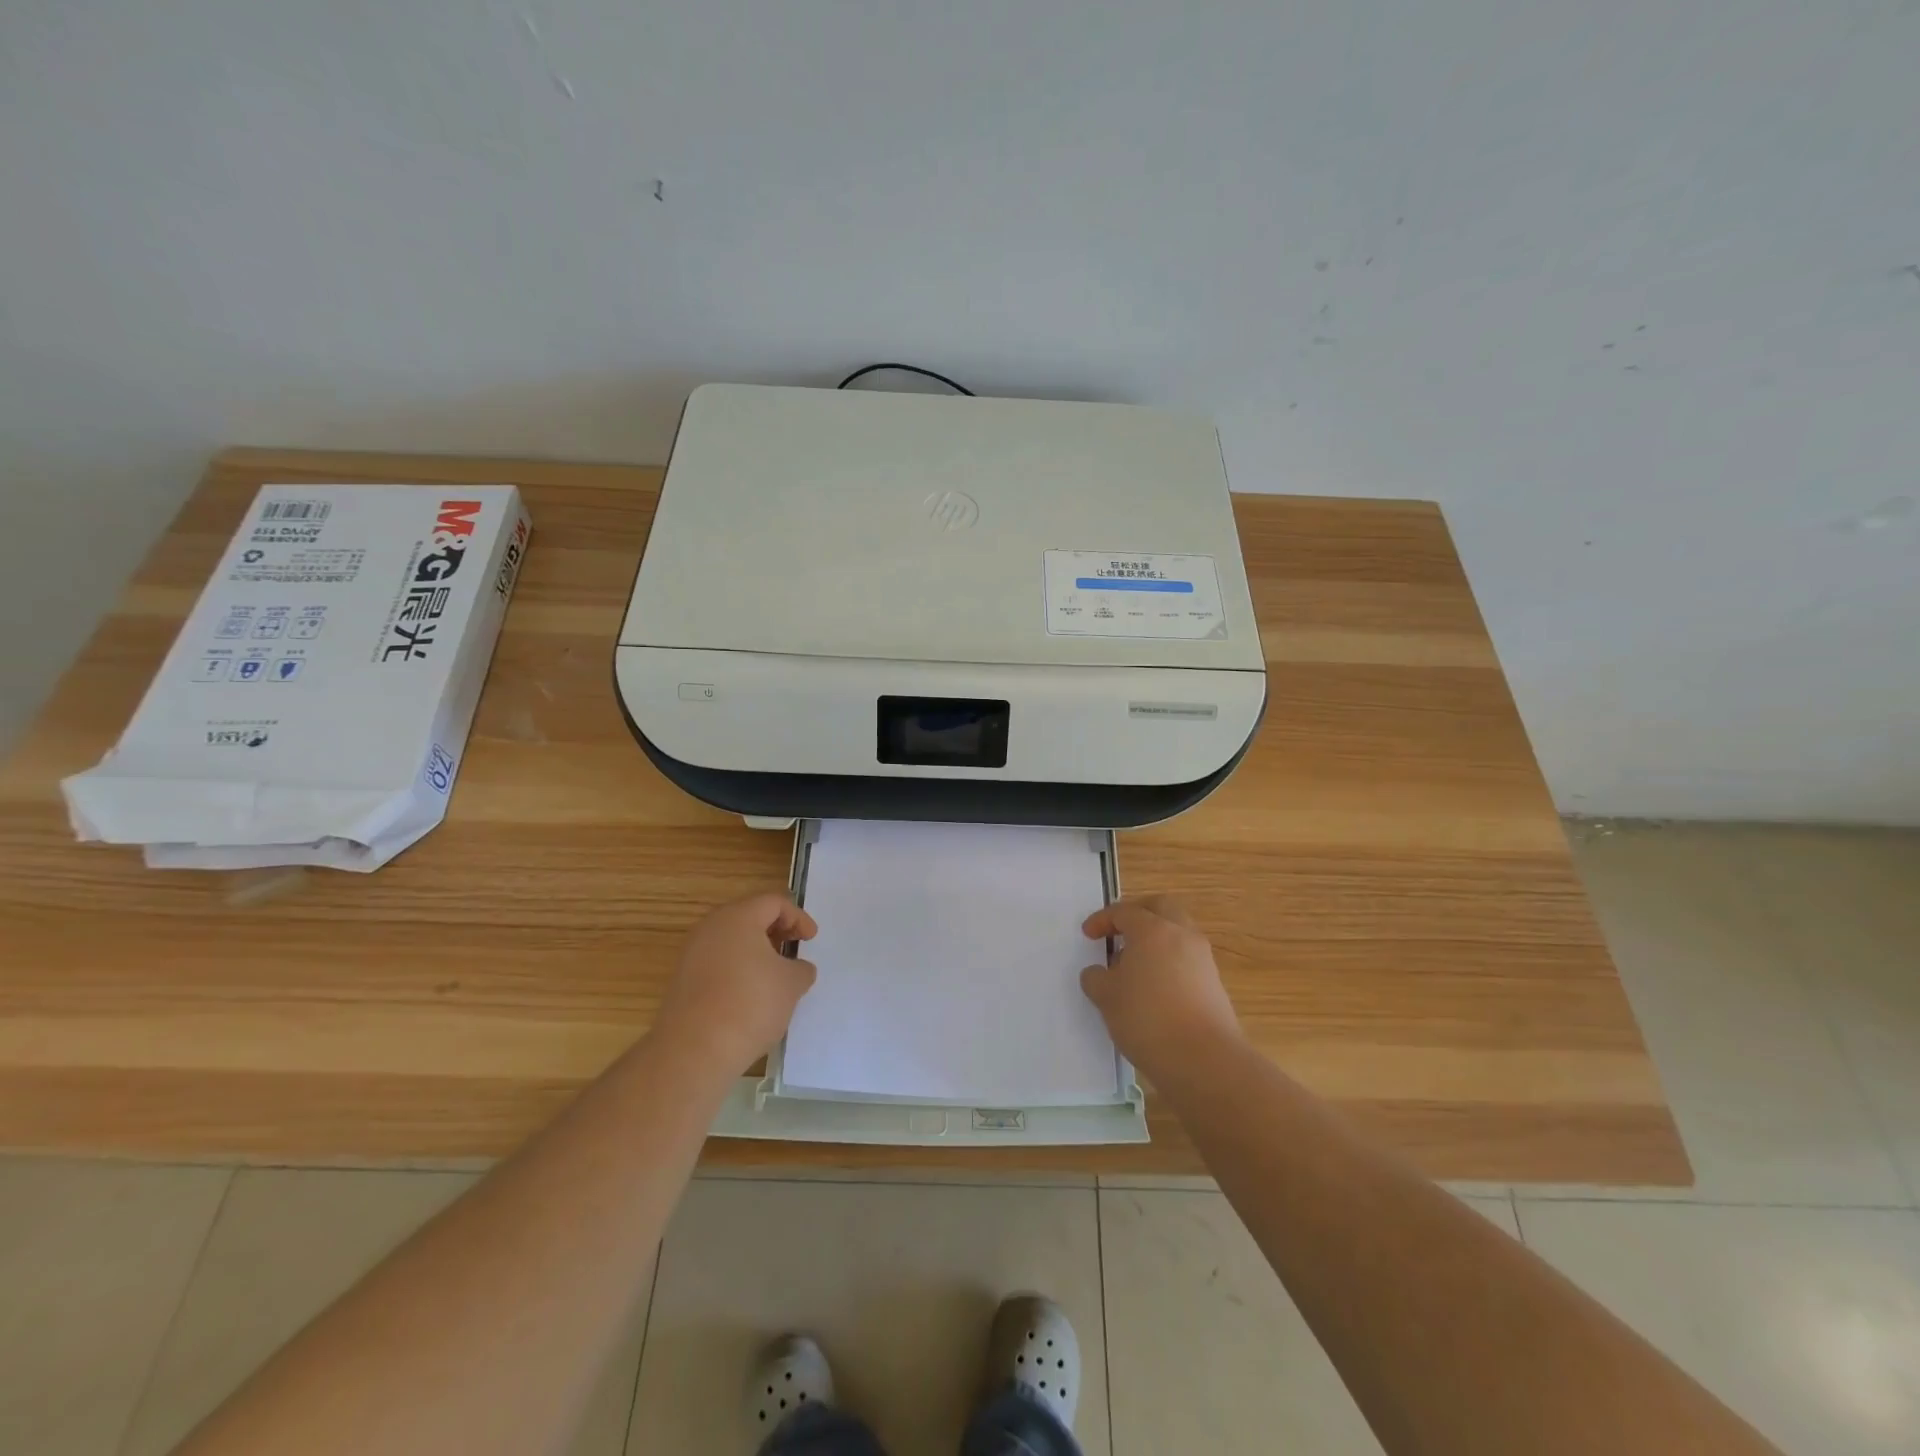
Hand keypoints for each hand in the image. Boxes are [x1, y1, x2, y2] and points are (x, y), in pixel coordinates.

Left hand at [655, 893, 818, 1072]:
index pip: (773, 903)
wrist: (694, 1050)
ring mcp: (692, 954)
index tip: (811, 939)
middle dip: (776, 930)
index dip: (798, 917)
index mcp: (738, 917)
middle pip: (749, 917)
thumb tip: (797, 968)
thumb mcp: (791, 984)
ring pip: (731, 940)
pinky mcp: (683, 981)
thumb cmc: (750, 1004)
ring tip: (775, 974)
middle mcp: (710, 928)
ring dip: (756, 951)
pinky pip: (717, 962)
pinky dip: (738, 968)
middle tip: (794, 948)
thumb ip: (801, 969)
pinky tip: (751, 994)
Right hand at [1081, 896, 1242, 1080]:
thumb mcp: (1106, 998)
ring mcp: (1202, 959)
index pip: (1124, 912)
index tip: (1088, 935)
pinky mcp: (1214, 984)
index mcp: (1153, 930)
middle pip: (1161, 908)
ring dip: (1155, 940)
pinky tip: (1153, 988)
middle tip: (1118, 931)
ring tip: (1133, 965)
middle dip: (1138, 914)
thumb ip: (1097, 978)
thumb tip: (1099, 973)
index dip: (1102, 920)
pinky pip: (1186, 959)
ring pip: (1177, 933)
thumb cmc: (1147, 1019)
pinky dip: (1168, 962)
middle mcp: (1181, 935)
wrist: (1204, 1060)